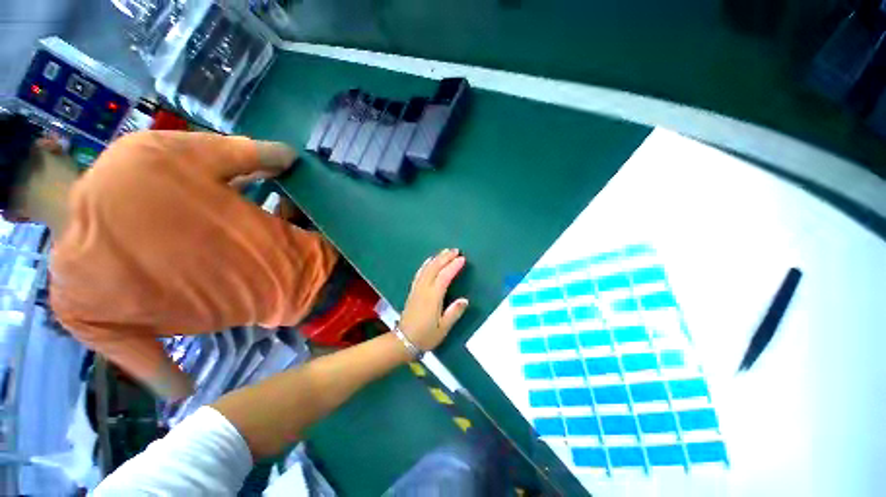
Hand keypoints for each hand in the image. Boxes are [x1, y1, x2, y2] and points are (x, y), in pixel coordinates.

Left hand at [399, 248, 468, 351]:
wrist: (404, 341)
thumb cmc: (426, 336)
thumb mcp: (443, 329)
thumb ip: (454, 313)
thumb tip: (465, 300)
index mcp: (432, 297)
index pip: (444, 277)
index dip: (453, 266)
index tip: (462, 259)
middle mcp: (424, 289)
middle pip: (434, 268)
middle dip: (445, 257)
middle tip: (456, 250)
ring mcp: (417, 288)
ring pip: (426, 268)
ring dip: (436, 258)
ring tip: (445, 251)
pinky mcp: (412, 290)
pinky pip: (419, 273)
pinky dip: (426, 264)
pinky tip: (429, 260)